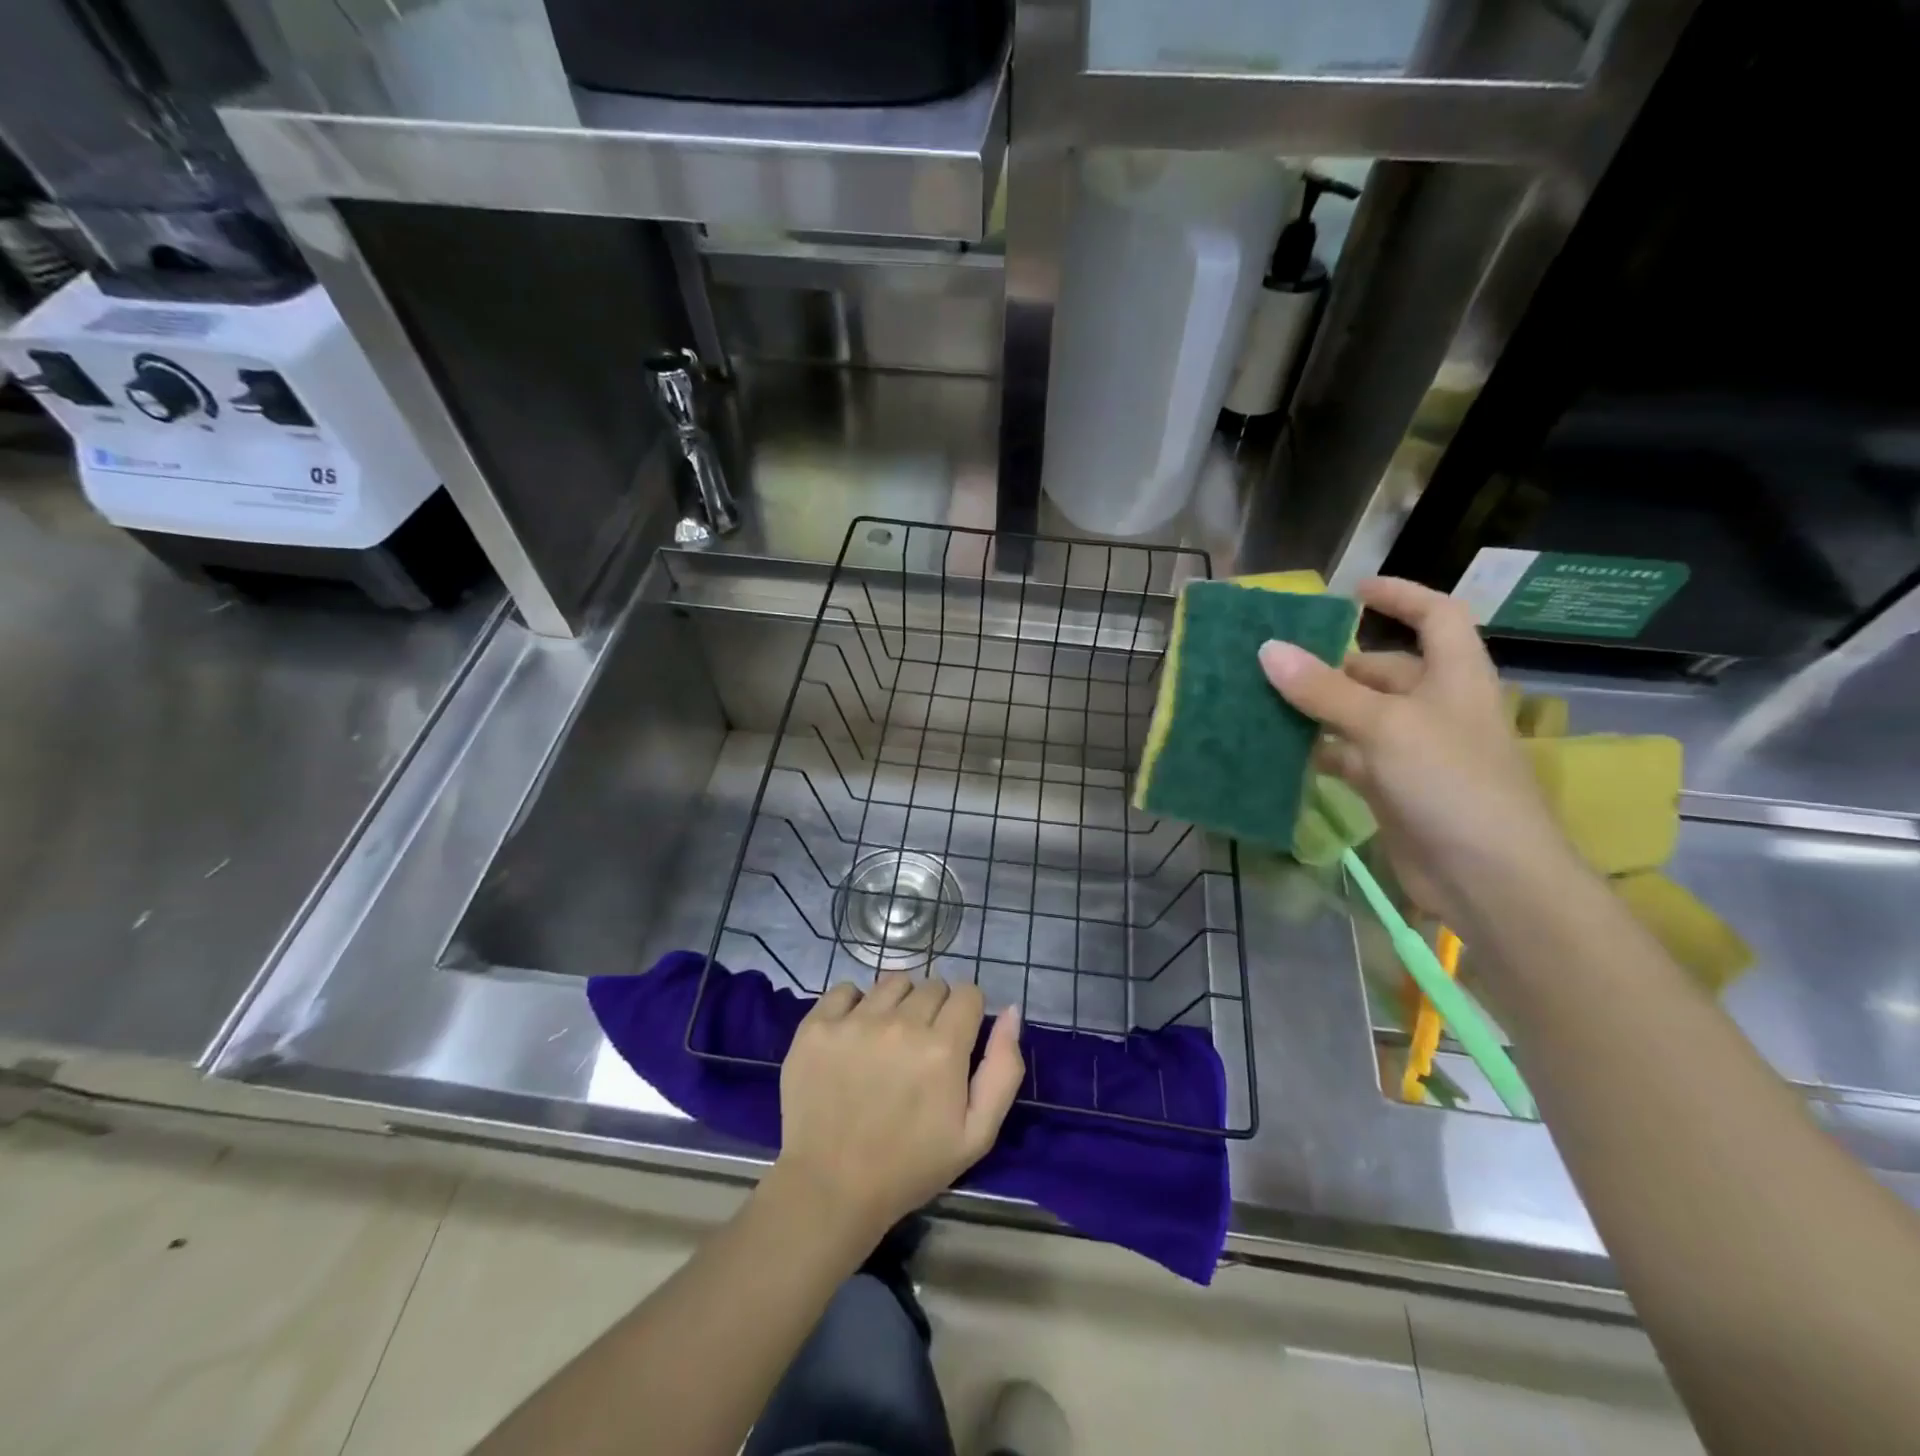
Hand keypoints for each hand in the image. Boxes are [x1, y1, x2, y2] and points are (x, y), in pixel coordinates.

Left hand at [774, 974, 1023, 1240]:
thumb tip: (1011, 1011)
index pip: (968, 993)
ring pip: (892, 982)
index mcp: (942, 1048)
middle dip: (934, 1010)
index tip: (957, 1040)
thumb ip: (1003, 1069)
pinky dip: (853, 1005)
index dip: (967, 1014)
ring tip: (888, 1040)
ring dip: (898, 1003)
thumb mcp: (977, 1134)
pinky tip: (853, 1036)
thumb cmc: (910, 1166)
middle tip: (921, 1048)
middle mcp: (900, 1023)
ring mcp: (854, 1021)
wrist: (829, 1189)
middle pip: (932, 985)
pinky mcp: (817, 1026)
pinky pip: (845, 989)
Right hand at [1257, 577, 1577, 928]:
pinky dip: (1317, 750)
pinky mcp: (1393, 789)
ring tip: (1262, 699)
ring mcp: (1414, 751)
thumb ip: (1323, 689)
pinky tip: (1278, 749)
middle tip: (1276, 660)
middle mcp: (1436, 707)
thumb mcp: (1385, 725)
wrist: (1488, 878)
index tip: (1352, 591)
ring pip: (1358, 715)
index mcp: (1455, 676)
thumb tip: (1267, 649)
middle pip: (1383, 670)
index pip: (1436, 616)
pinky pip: (1348, 757)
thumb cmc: (1450, 782)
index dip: (1401, 595)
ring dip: (1317, 709)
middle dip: (1334, 663)